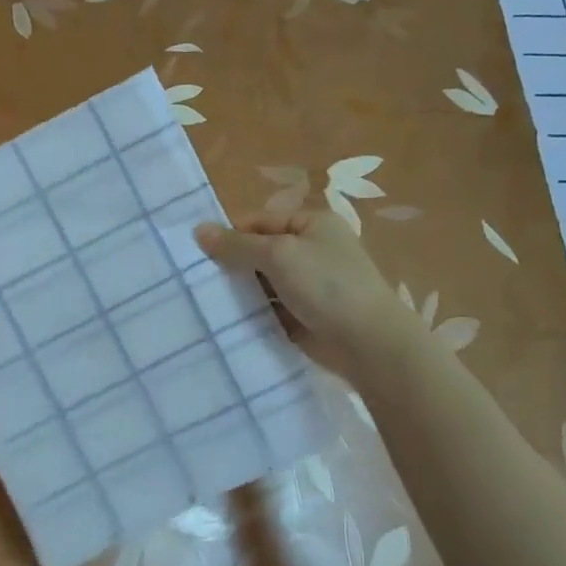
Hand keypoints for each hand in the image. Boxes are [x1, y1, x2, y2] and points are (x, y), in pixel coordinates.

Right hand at [196, 210, 403, 376]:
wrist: (368, 343)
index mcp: (311, 223)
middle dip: (232, 266)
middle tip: (197, 281)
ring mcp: (310, 284)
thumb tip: (198, 230)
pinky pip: (271, 308)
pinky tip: (229, 321)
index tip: (197, 256)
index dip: (230, 235)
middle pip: (259, 251)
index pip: (259, 221)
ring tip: (206, 303)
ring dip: (241, 292)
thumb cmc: (326, 286)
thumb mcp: (278, 255)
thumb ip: (237, 244)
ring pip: (263, 282)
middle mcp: (312, 249)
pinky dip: (254, 312)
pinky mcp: (305, 314)